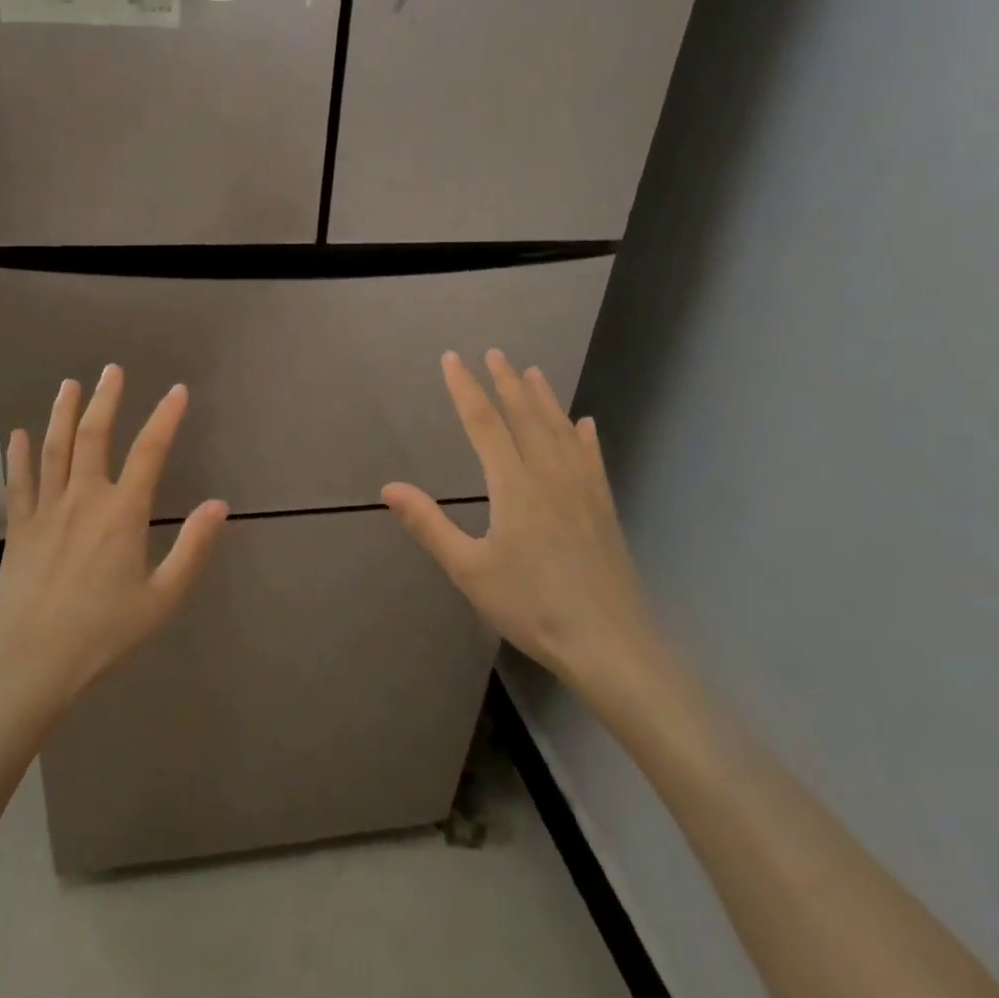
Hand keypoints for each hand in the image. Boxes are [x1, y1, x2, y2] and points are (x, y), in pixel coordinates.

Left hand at [0, 365, 228, 723]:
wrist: (29, 664)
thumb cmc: (102, 634)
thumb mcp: (161, 599)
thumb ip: (192, 548)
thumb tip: (219, 505)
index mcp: (122, 514)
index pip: (149, 452)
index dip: (165, 418)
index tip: (177, 391)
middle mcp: (83, 499)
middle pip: (93, 437)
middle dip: (105, 400)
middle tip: (112, 369)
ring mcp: (46, 511)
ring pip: (54, 449)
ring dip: (62, 413)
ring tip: (69, 385)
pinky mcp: (18, 529)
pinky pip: (18, 482)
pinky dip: (19, 455)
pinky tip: (18, 434)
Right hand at [382, 350, 669, 712]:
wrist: (609, 644)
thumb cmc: (531, 606)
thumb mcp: (469, 570)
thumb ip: (429, 524)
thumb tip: (389, 488)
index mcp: (513, 486)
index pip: (484, 424)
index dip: (466, 389)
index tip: (452, 359)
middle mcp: (549, 475)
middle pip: (525, 416)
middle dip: (506, 383)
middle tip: (494, 353)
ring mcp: (582, 489)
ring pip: (560, 430)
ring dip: (544, 398)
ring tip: (533, 372)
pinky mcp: (603, 508)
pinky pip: (591, 458)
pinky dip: (584, 436)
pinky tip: (584, 423)